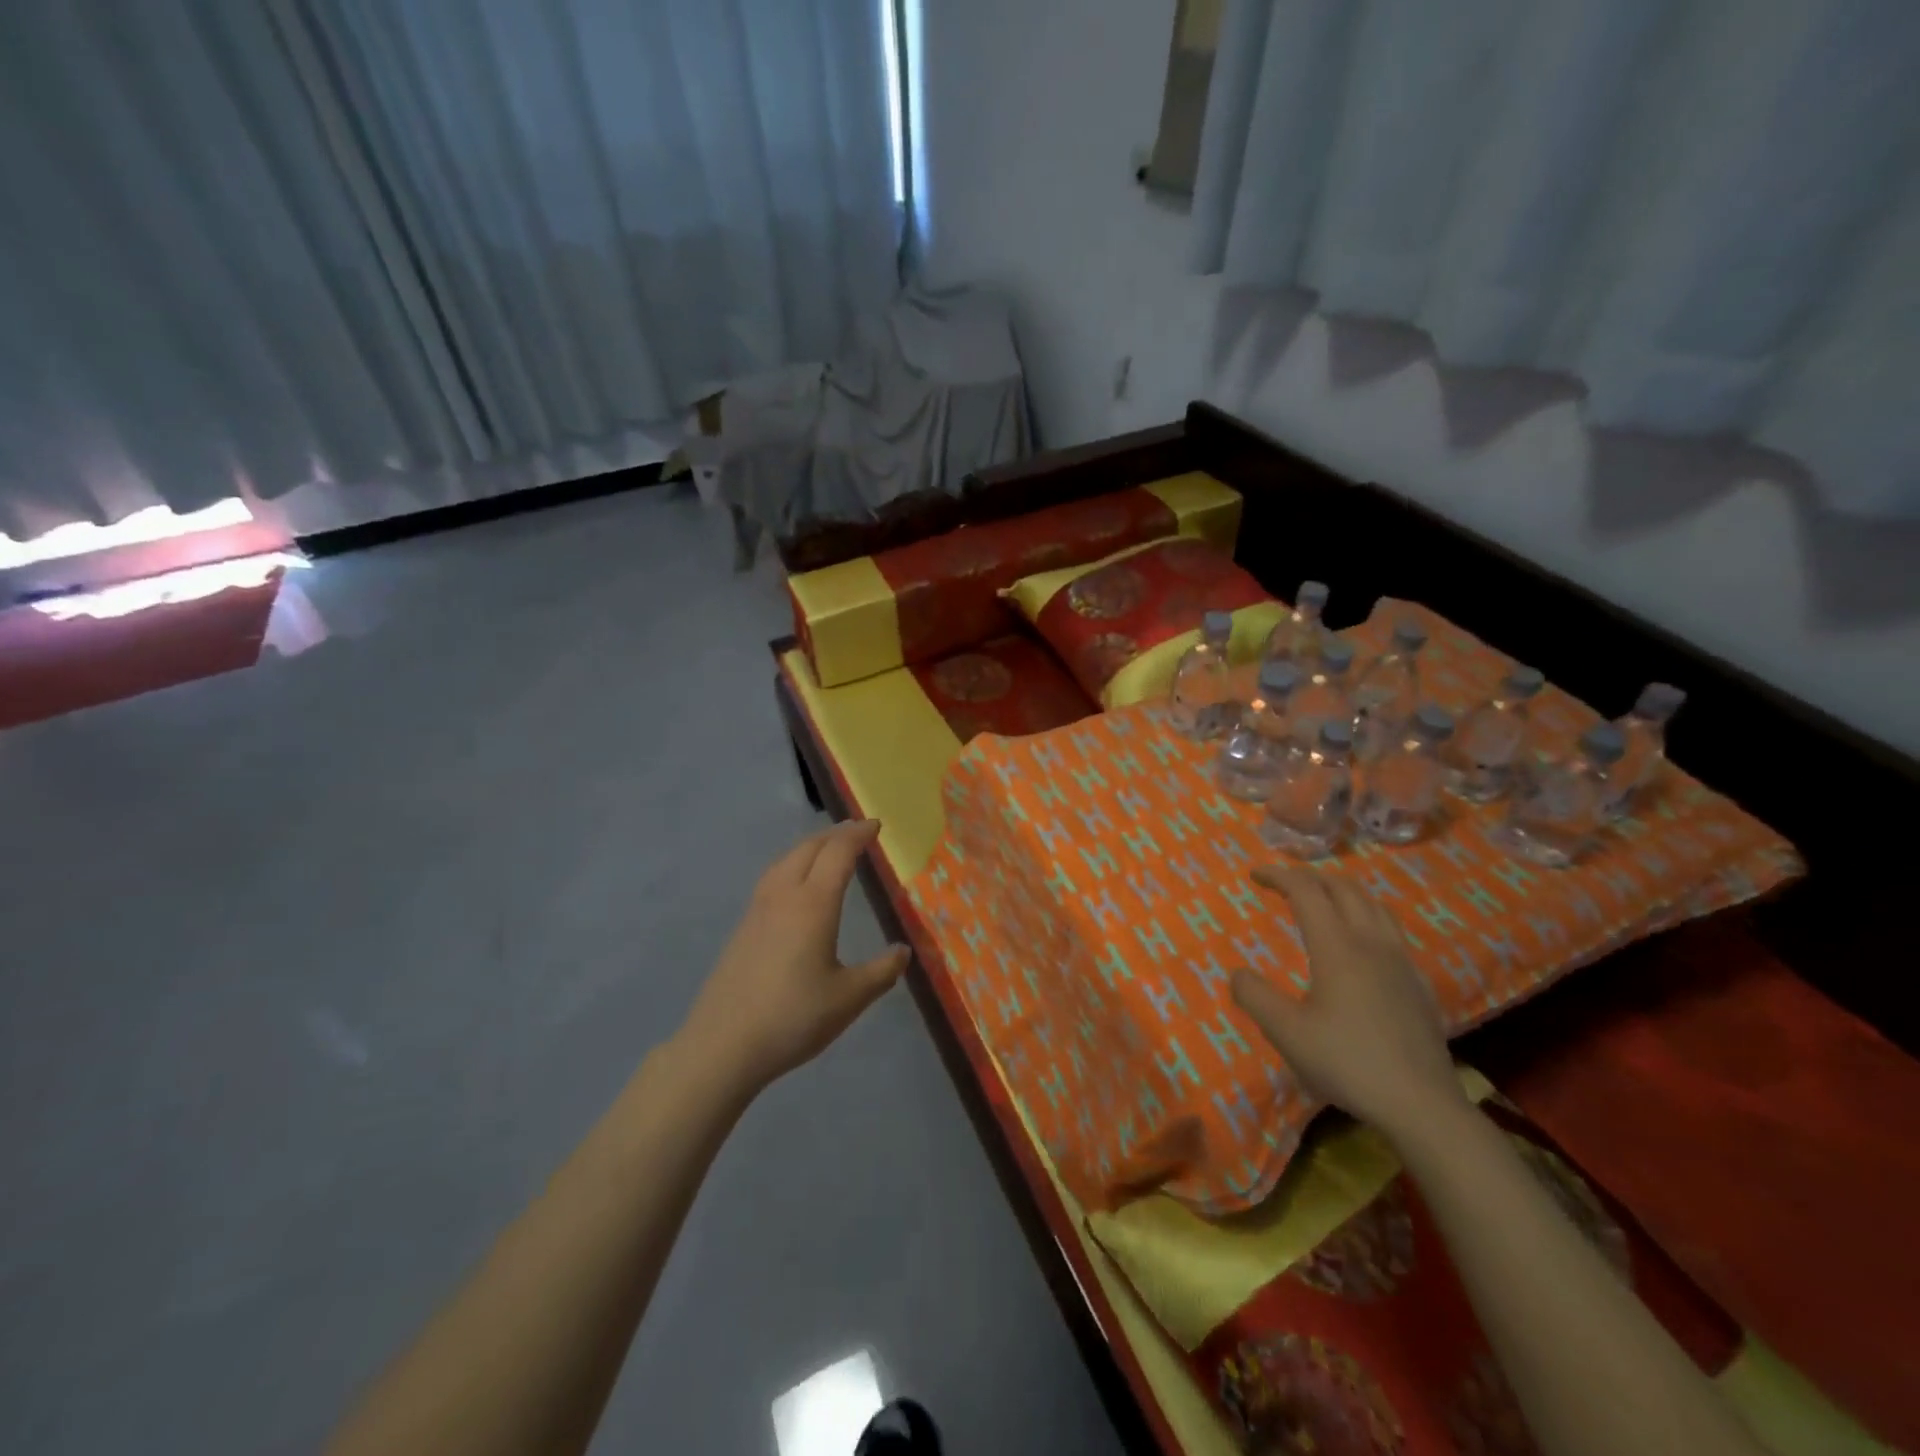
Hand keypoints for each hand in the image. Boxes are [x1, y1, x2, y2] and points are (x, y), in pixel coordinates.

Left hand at [680, 819, 910, 1093]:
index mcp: (813, 904)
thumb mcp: (849, 999)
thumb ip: (881, 972)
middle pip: (809, 848)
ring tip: (827, 849)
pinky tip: (795, 885)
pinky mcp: (743, 927)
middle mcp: (784, 896)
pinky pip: (772, 877)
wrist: (723, 1045)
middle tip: (857, 832)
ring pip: (785, 860)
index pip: (838, 853)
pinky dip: (792, 864)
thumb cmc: (793, 1018)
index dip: (858, 835)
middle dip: (835, 834)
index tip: (875, 825)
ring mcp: (758, 910)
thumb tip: (903, 951)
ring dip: (810, 846)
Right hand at [1232, 865, 1465, 1136]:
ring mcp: (1401, 961)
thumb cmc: (1348, 1063)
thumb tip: (1237, 973)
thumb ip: (1255, 997)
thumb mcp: (1287, 1033)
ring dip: (1342, 891)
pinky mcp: (1419, 983)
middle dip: (1310, 877)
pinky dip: (1366, 916)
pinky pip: (1391, 930)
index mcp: (1337, 947)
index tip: (1255, 874)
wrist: (1422, 1104)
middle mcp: (1371, 943)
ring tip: (1322, 900)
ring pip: (1373, 904)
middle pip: (1343, 888)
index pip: (1306, 891)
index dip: (1278, 875)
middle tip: (1284, 883)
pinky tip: (1361, 942)